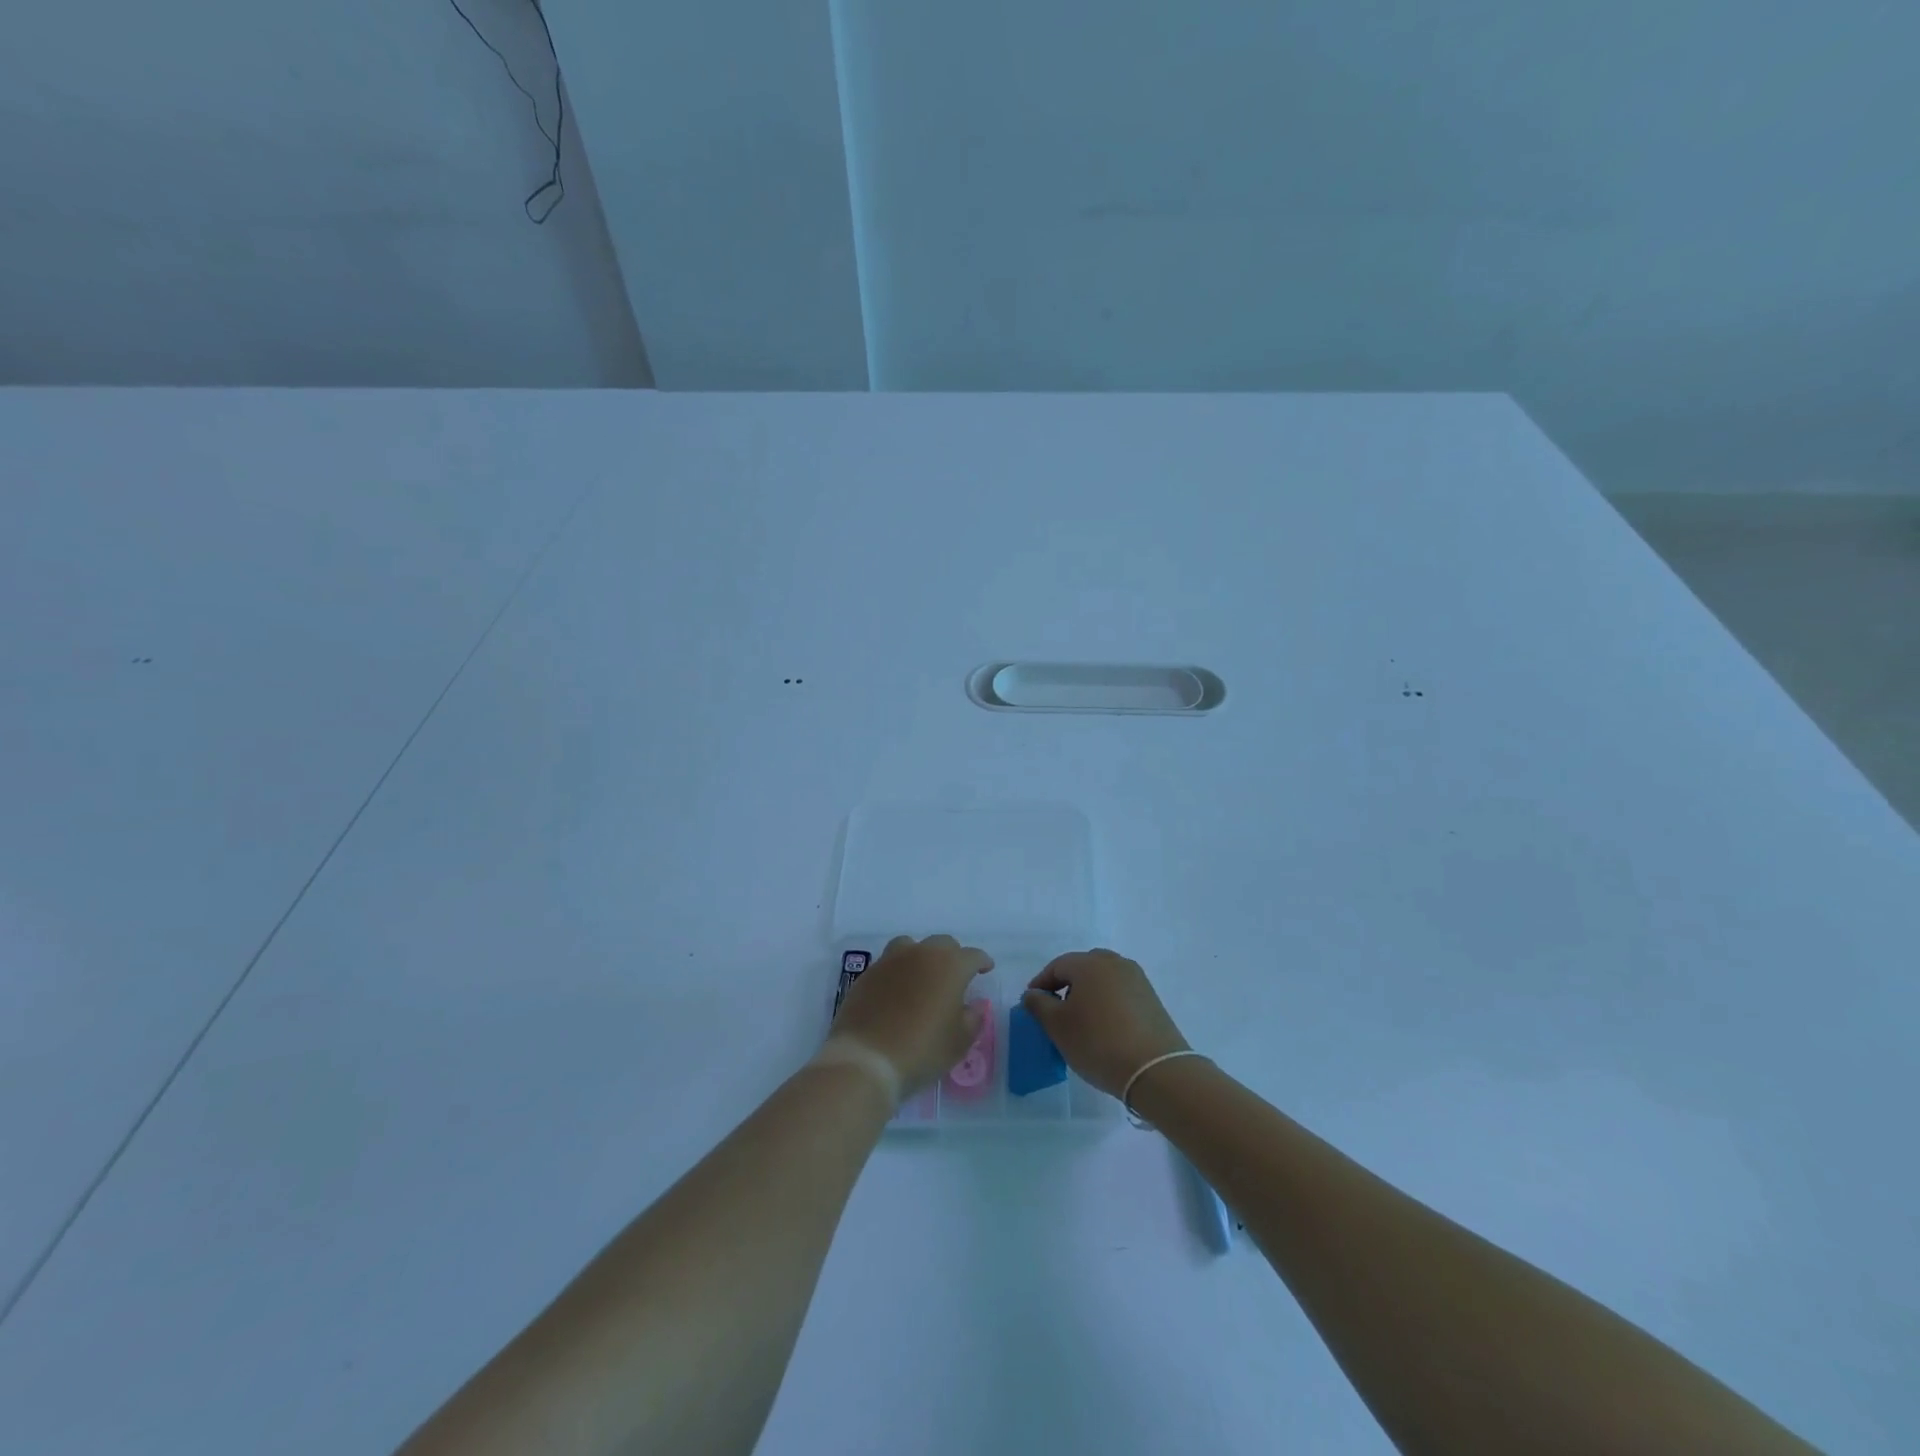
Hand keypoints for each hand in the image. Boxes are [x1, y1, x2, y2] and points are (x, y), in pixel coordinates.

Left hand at [828, 935, 992, 1096]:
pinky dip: (899, 970)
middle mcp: (921, 954)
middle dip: (953, 956)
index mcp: (949, 966)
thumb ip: (973, 1018)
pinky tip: (898, 990)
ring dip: (922, 956)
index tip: (986, 969)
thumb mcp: (959, 1042)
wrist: (866, 1059)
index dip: (982, 962)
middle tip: (956, 976)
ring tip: (923, 976)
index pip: (972, 955)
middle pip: (942, 944)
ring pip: (912, 946)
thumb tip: (976, 1004)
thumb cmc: (922, 1050)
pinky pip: (889, 962)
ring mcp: (891, 960)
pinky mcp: (868, 973)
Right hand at [1021, 949, 1188, 1098]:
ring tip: (1080, 1021)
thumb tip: (1033, 993)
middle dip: (1066, 986)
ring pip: (1103, 980)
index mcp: (1090, 963)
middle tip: (1056, 1011)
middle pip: (1082, 968)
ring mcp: (1137, 980)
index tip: (1032, 1005)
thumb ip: (1039, 1005)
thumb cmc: (1098, 1043)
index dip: (1041, 983)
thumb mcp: (1058, 1026)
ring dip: (1088, 994)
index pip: (1057, 966)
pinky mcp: (1152, 999)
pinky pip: (1120, 993)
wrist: (1156, 1070)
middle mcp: (1115, 963)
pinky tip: (1104, 1028)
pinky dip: (1107, 1003)